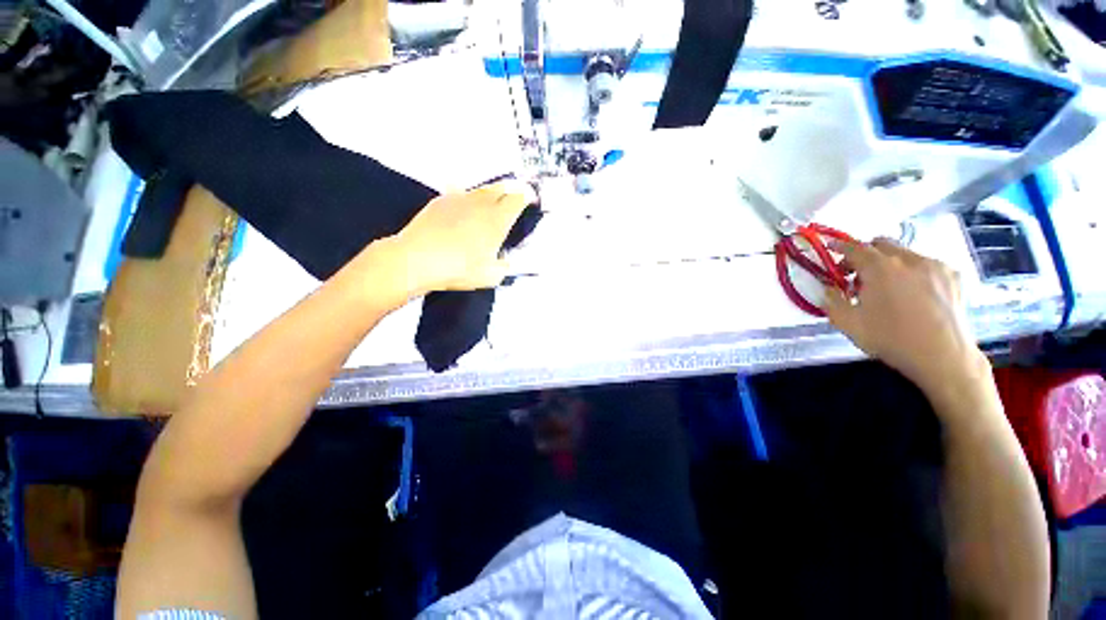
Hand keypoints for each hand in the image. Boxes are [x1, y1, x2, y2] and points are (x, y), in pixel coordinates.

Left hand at [376, 180, 536, 297]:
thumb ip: (503, 267)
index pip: (517, 199)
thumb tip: (504, 263)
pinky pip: (460, 193)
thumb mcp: (490, 276)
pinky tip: (466, 204)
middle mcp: (480, 204)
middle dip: (511, 189)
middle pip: (501, 188)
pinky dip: (468, 198)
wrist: (417, 260)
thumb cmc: (458, 269)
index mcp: (497, 220)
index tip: (530, 198)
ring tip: (494, 197)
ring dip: (491, 192)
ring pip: (481, 189)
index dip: (526, 196)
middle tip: (515, 193)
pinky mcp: (440, 201)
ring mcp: (459, 200)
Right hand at [824, 238, 988, 397]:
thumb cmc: (891, 339)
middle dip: (865, 254)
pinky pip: (926, 265)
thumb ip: (832, 301)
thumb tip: (828, 288)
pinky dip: (913, 272)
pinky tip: (913, 293)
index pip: (854, 248)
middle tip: (857, 275)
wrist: (943, 357)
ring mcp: (935, 266)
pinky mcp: (953, 276)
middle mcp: (909, 259)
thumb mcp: (848, 324)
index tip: (830, 248)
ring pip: (904, 254)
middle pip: (881, 244)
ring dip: (889, 264)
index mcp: (880, 268)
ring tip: (887, 287)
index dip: (839, 247)